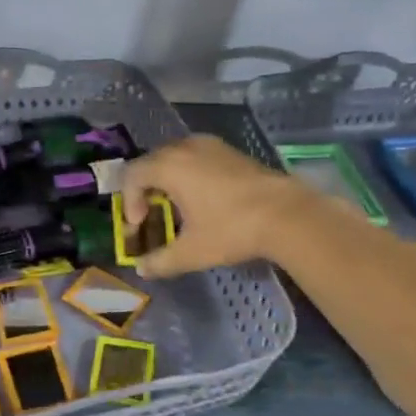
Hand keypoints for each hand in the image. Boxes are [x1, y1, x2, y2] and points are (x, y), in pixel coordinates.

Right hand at [119, 135, 309, 278]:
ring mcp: (211, 146)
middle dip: (146, 190)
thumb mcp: (192, 251)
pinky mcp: (231, 151)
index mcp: (169, 166)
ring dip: (168, 180)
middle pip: (152, 162)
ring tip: (178, 208)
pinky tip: (204, 200)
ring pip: (176, 157)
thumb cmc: (231, 228)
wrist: (286, 213)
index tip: (140, 225)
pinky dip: (190, 174)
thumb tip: (142, 269)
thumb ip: (161, 261)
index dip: (128, 201)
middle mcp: (186, 147)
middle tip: (153, 216)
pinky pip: (197, 157)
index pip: (132, 175)